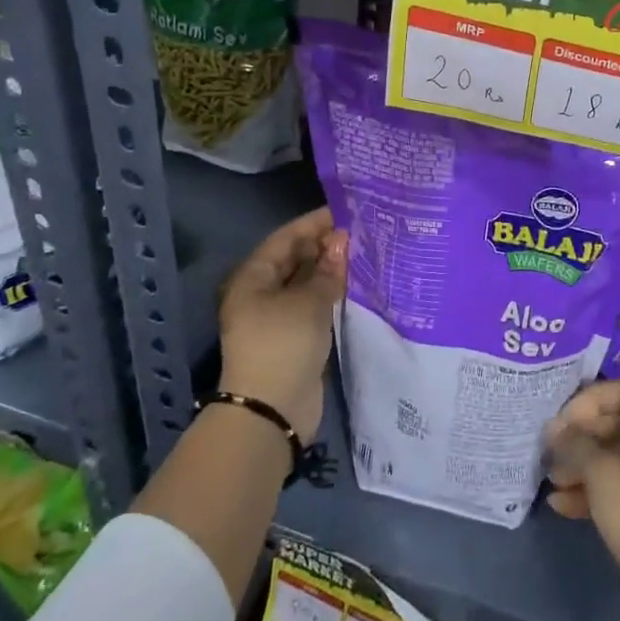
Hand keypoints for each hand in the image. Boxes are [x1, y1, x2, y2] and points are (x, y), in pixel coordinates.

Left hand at [217, 207, 347, 442]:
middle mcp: (262, 292)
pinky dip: (332, 293)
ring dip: (332, 270)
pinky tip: (358, 285)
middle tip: (363, 232)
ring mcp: (278, 316)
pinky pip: (314, 305)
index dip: (315, 223)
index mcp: (253, 277)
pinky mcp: (294, 336)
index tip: (347, 211)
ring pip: (307, 282)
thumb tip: (342, 241)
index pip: (286, 238)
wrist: (272, 409)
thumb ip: (328, 270)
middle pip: (296, 259)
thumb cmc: (283, 344)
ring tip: (365, 253)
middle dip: (326, 245)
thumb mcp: (308, 302)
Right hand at [544, 380, 619, 620]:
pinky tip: (560, 505)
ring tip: (551, 480)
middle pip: (617, 423)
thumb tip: (555, 429)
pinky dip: (592, 490)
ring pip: (615, 457)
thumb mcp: (601, 473)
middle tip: (549, 450)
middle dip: (580, 436)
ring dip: (581, 465)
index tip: (562, 422)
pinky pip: (619, 485)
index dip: (590, 400)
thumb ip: (575, 444)